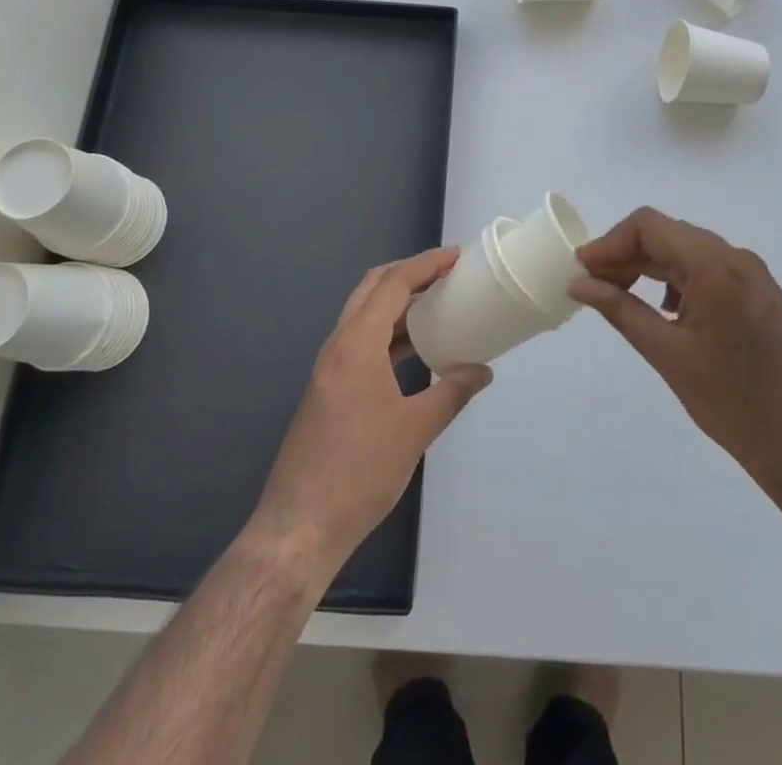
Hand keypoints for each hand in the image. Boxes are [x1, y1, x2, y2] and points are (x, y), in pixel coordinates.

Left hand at [248, 248, 493, 577]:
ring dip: (397, 303)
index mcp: (357, 343)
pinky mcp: (328, 388)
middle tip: (446, 273)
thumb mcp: (415, 431)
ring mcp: (329, 367)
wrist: (299, 525)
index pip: (393, 284)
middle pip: (373, 288)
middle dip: (409, 273)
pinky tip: (413, 349)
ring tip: (436, 304)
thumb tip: (482, 371)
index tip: (457, 256)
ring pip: (364, 314)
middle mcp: (338, 344)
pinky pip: (361, 341)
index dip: (426, 264)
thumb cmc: (360, 472)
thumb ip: (452, 393)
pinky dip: (388, 332)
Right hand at [573, 208, 781, 501]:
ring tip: (620, 296)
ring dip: (650, 266)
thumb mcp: (667, 354)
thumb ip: (620, 310)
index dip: (609, 242)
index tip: (582, 269)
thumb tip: (579, 283)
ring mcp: (754, 275)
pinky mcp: (761, 294)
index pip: (648, 226)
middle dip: (626, 254)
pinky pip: (709, 270)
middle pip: (668, 235)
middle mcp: (737, 257)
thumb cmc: (735, 404)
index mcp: (714, 266)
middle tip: (593, 285)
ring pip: (688, 251)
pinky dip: (677, 279)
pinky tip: (664, 309)